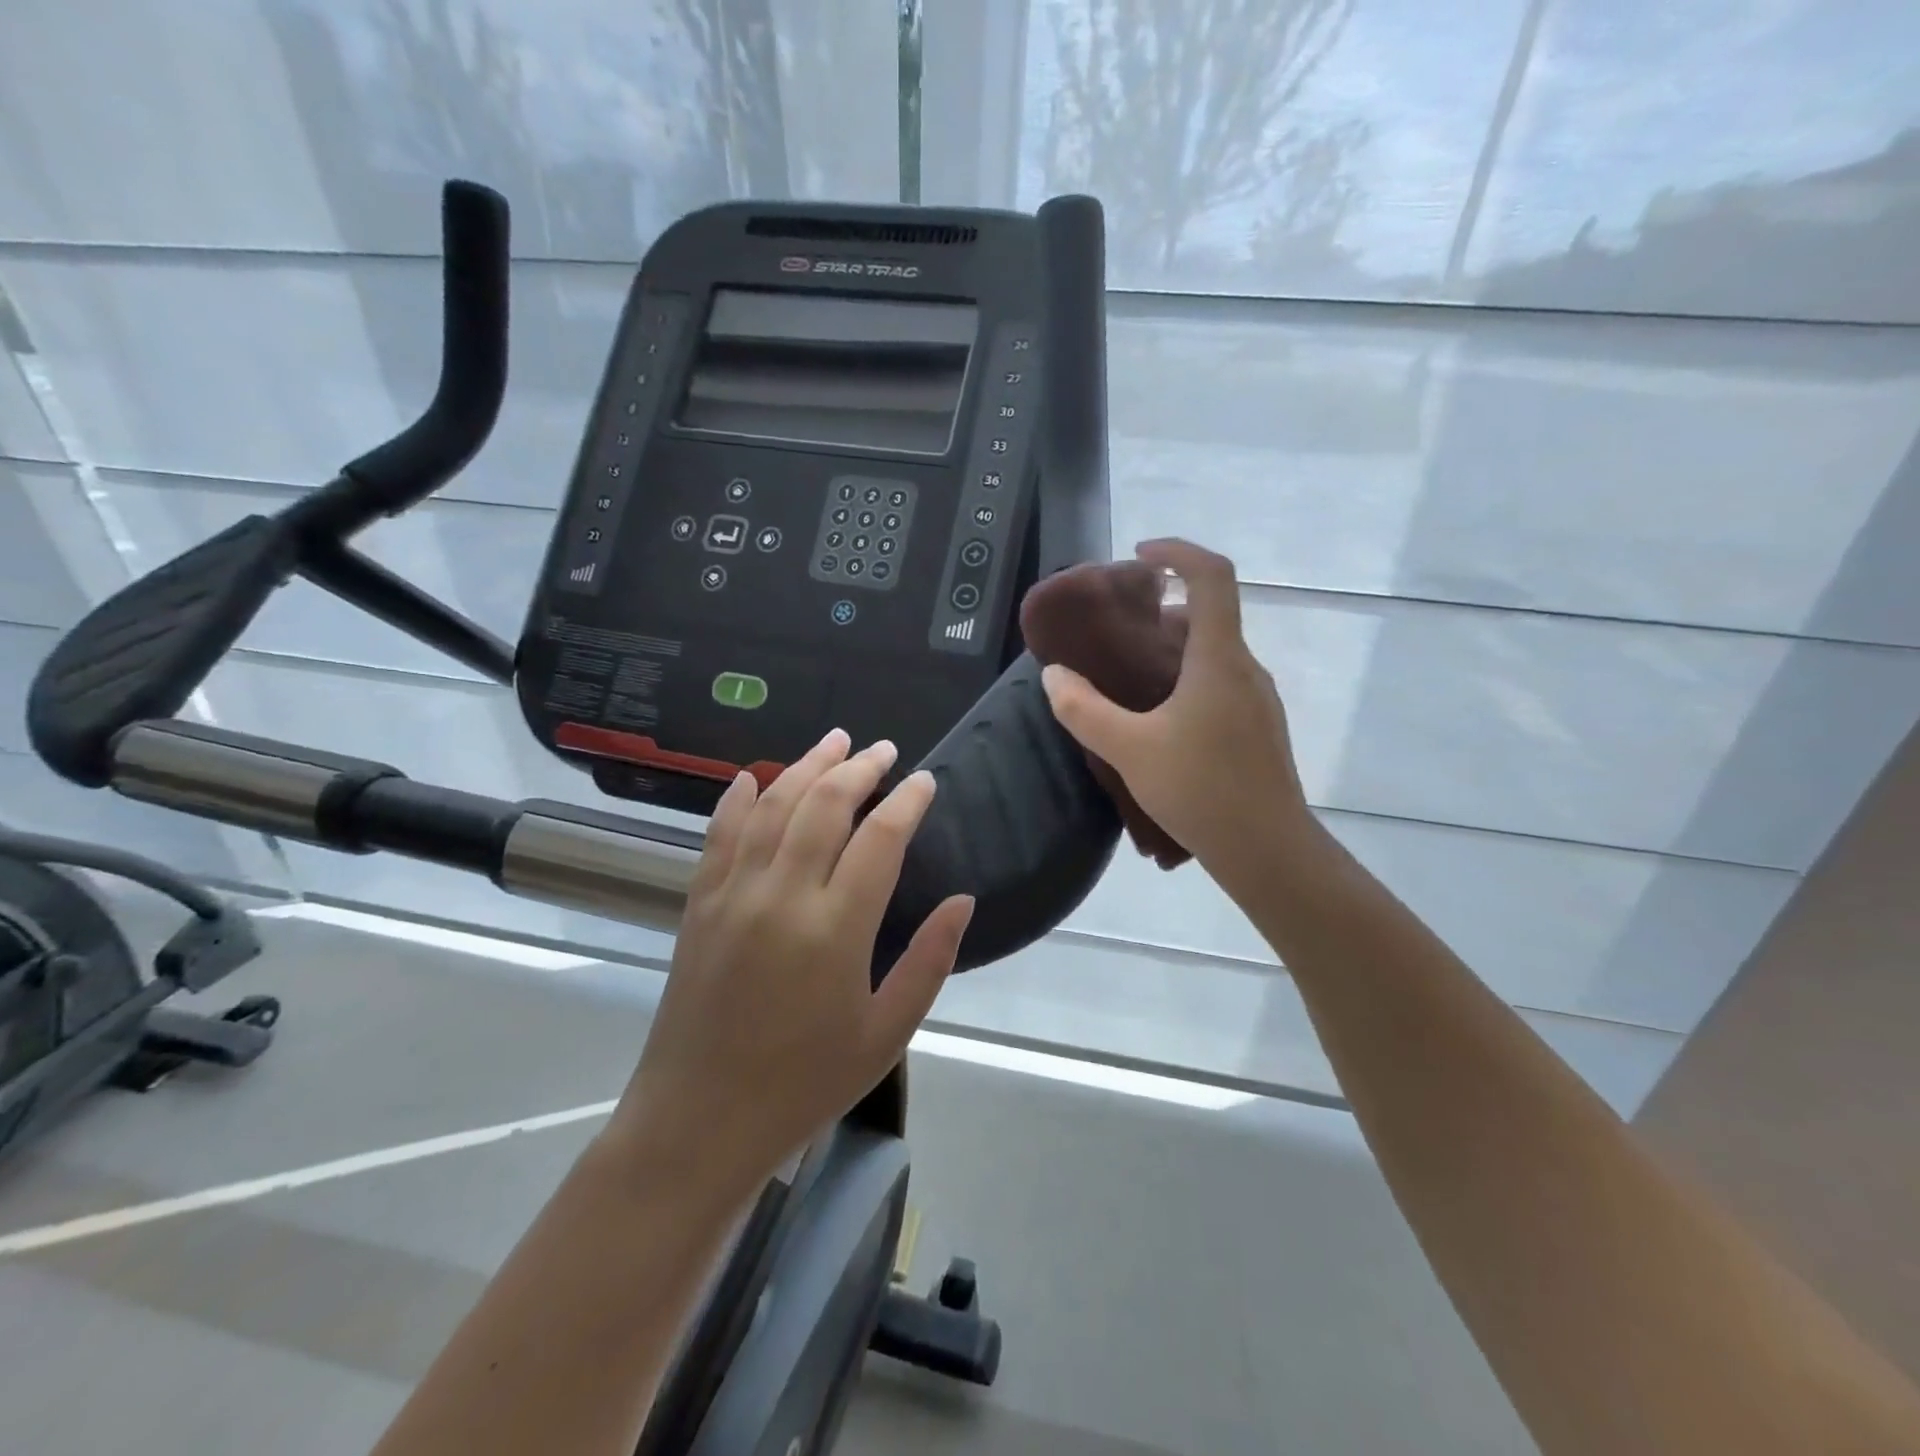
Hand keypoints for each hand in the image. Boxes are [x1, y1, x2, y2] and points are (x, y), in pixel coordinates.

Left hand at [610, 730, 973, 1199]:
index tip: (926, 780)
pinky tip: (752, 777)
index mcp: (835, 930)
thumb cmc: (804, 1084)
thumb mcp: (886, 1034)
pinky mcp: (699, 905)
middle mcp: (782, 896)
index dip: (907, 801)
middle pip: (824, 806)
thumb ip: (929, 960)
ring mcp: (733, 895)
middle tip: (883, 749)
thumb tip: (962, 900)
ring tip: (834, 742)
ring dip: (805, 767)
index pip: (879, 839)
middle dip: (858, 769)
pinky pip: (719, 835)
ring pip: (772, 807)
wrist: (699, 1121)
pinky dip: (738, 799)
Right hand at [1040, 539, 1319, 892]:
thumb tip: (1053, 676)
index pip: (1211, 576)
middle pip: (1209, 615)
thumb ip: (1084, 710)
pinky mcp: (1258, 728)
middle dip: (1162, 609)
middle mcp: (1245, 669)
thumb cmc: (1201, 790)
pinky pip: (1220, 683)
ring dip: (1173, 649)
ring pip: (1214, 653)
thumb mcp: (1129, 750)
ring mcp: (1257, 700)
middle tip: (1118, 631)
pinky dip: (1187, 679)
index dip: (1177, 552)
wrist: (1268, 851)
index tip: (1138, 557)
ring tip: (1129, 677)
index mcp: (1218, 659)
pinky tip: (1159, 720)